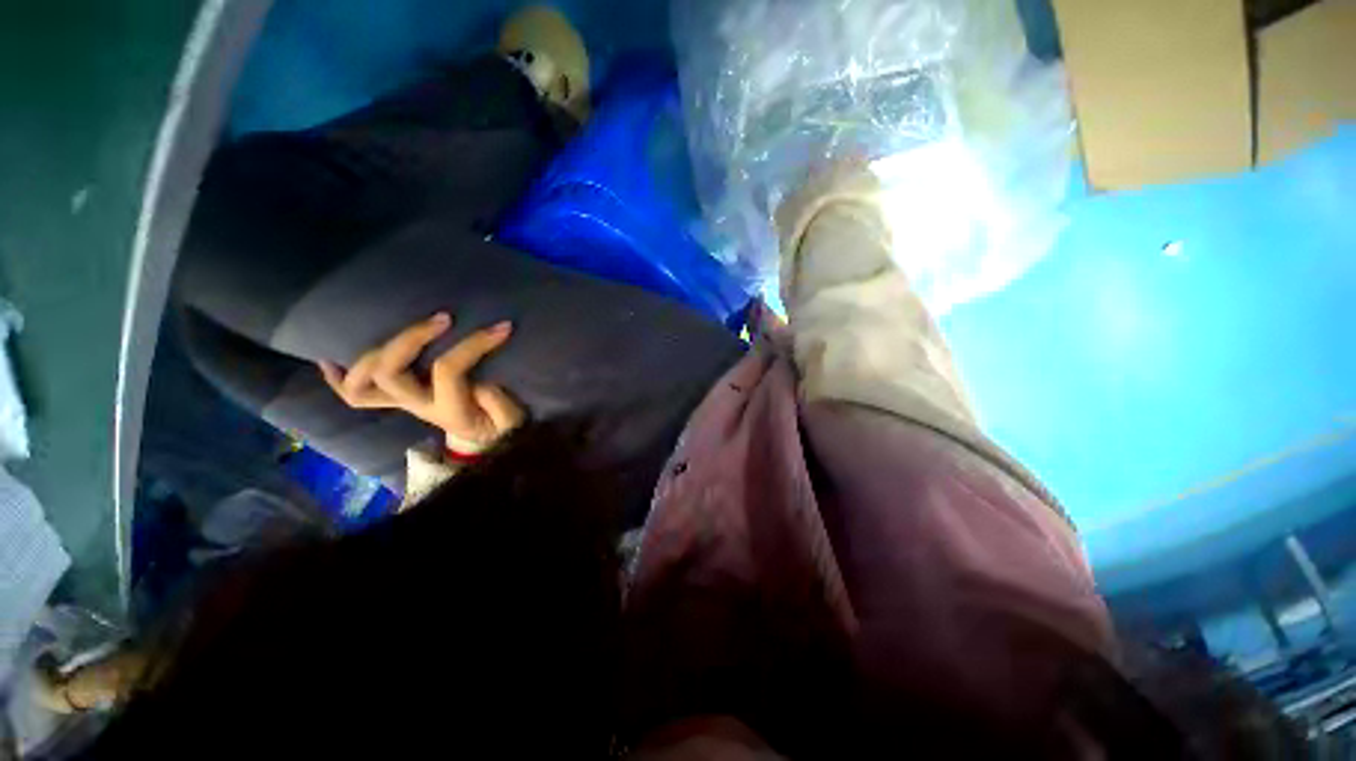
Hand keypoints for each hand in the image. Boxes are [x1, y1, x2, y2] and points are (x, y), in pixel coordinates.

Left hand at [318, 313, 524, 453]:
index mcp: (448, 410)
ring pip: (360, 384)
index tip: (502, 328)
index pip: (448, 370)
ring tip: (396, 328)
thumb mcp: (512, 421)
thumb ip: (500, 406)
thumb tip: (481, 383)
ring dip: (371, 354)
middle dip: (411, 338)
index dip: (473, 344)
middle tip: (443, 318)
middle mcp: (417, 406)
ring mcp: (402, 404)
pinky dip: (337, 378)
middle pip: (390, 371)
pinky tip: (330, 359)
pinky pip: (355, 395)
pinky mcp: (398, 401)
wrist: (486, 442)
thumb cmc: (501, 428)